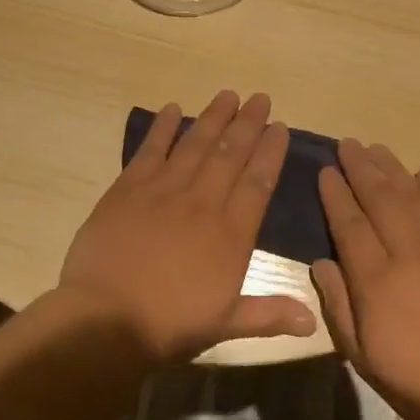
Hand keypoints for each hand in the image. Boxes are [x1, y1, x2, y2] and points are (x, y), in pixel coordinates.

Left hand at [59, 90, 316, 362]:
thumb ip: (269, 314)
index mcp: (231, 234)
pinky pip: (150, 149)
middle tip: (260, 98)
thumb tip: (313, 321)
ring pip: (195, 144)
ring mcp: (164, 190)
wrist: (106, 319)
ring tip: (228, 95)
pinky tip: (173, 108)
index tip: (279, 128)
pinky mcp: (129, 188)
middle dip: (248, 124)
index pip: (258, 182)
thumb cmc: (170, 324)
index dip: (271, 152)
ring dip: (213, 117)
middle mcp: (203, 202)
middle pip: (230, 154)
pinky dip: (162, 128)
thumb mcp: (226, 324)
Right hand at [313, 140, 419, 419]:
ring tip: (376, 148)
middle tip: (347, 144)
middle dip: (361, 168)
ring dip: (393, 169)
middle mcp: (410, 253)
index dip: (335, 195)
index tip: (325, 171)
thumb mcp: (364, 358)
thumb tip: (322, 261)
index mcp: (377, 280)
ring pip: (414, 195)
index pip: (349, 224)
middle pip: (380, 198)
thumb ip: (339, 306)